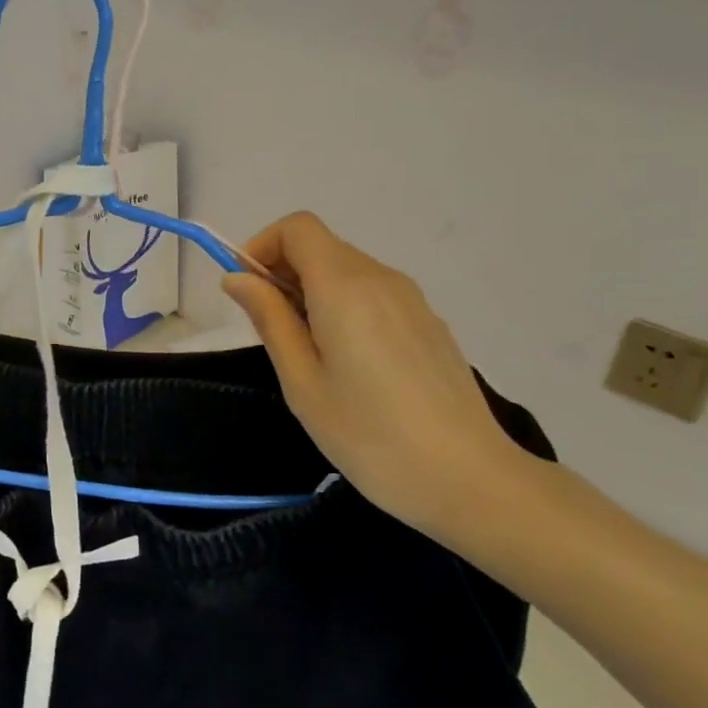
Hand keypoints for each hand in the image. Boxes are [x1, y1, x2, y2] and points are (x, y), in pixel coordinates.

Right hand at [224, 213, 536, 541]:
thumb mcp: (302, 381)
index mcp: (345, 287)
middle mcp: (381, 279)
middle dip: (283, 272)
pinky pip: (373, 294)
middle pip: (321, 247)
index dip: (262, 246)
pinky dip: (343, 307)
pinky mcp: (428, 323)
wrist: (469, 479)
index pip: (297, 228)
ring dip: (312, 292)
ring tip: (307, 354)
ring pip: (347, 271)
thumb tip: (238, 277)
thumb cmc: (369, 435)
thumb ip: (269, 319)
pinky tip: (349, 364)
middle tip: (269, 331)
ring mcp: (411, 300)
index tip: (246, 291)